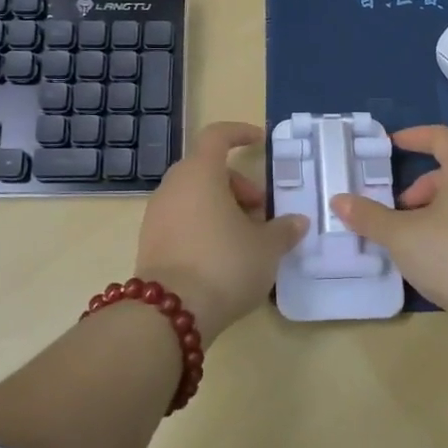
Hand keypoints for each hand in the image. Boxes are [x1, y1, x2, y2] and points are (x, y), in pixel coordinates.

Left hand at [135, 121, 306, 343]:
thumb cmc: (224, 265)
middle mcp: (173, 186)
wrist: (170, 314)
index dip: (239, 133)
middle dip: (238, 184)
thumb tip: (297, 221)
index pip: (217, 136)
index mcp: (200, 173)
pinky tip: (223, 255)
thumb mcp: (266, 248)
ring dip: (221, 207)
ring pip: (194, 195)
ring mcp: (156, 214)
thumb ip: (283, 230)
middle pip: (207, 169)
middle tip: (261, 211)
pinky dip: (203, 224)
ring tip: (246, 238)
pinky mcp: (149, 242)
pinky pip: (181, 219)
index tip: (260, 141)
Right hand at [330, 125, 447, 325]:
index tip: (390, 145)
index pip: (441, 138)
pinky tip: (437, 260)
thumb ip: (369, 217)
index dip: (414, 137)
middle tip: (396, 211)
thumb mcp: (403, 237)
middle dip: (419, 187)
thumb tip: (338, 200)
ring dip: (434, 211)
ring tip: (412, 240)